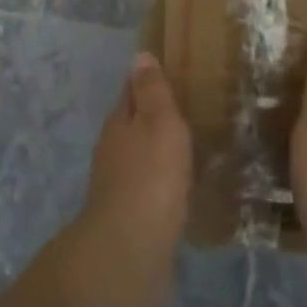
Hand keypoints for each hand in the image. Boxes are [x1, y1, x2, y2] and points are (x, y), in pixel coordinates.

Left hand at [79, 53, 193, 289]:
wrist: (132, 250)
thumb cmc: (150, 176)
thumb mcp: (158, 122)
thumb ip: (152, 91)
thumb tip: (139, 56)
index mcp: (119, 123)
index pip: (132, 91)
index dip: (149, 80)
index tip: (173, 72)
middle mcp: (113, 151)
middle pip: (135, 125)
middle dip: (157, 117)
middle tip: (192, 109)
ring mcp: (120, 186)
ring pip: (143, 158)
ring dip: (162, 151)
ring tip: (193, 147)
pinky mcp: (133, 218)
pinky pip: (153, 190)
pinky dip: (166, 183)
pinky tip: (185, 188)